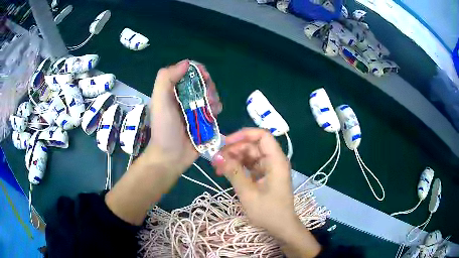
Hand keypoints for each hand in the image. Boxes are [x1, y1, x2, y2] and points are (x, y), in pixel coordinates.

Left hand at [106, 60, 221, 224]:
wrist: (171, 156)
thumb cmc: (164, 129)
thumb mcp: (159, 101)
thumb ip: (167, 79)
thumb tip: (186, 63)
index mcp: (173, 90)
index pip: (188, 72)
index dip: (198, 71)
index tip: (204, 77)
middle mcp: (184, 97)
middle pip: (202, 82)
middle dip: (208, 86)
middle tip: (207, 97)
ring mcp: (195, 109)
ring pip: (211, 94)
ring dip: (214, 97)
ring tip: (211, 108)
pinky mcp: (205, 120)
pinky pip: (215, 108)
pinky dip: (217, 108)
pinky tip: (215, 114)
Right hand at [212, 128, 320, 257]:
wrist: (281, 227)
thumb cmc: (268, 212)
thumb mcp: (248, 193)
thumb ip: (234, 173)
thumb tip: (217, 157)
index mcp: (276, 161)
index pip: (262, 136)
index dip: (244, 135)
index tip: (225, 142)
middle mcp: (274, 160)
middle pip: (253, 145)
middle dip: (234, 149)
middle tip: (217, 160)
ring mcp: (269, 168)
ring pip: (250, 154)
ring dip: (234, 158)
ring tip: (218, 168)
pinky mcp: (265, 175)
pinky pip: (250, 165)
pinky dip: (238, 167)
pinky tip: (226, 172)